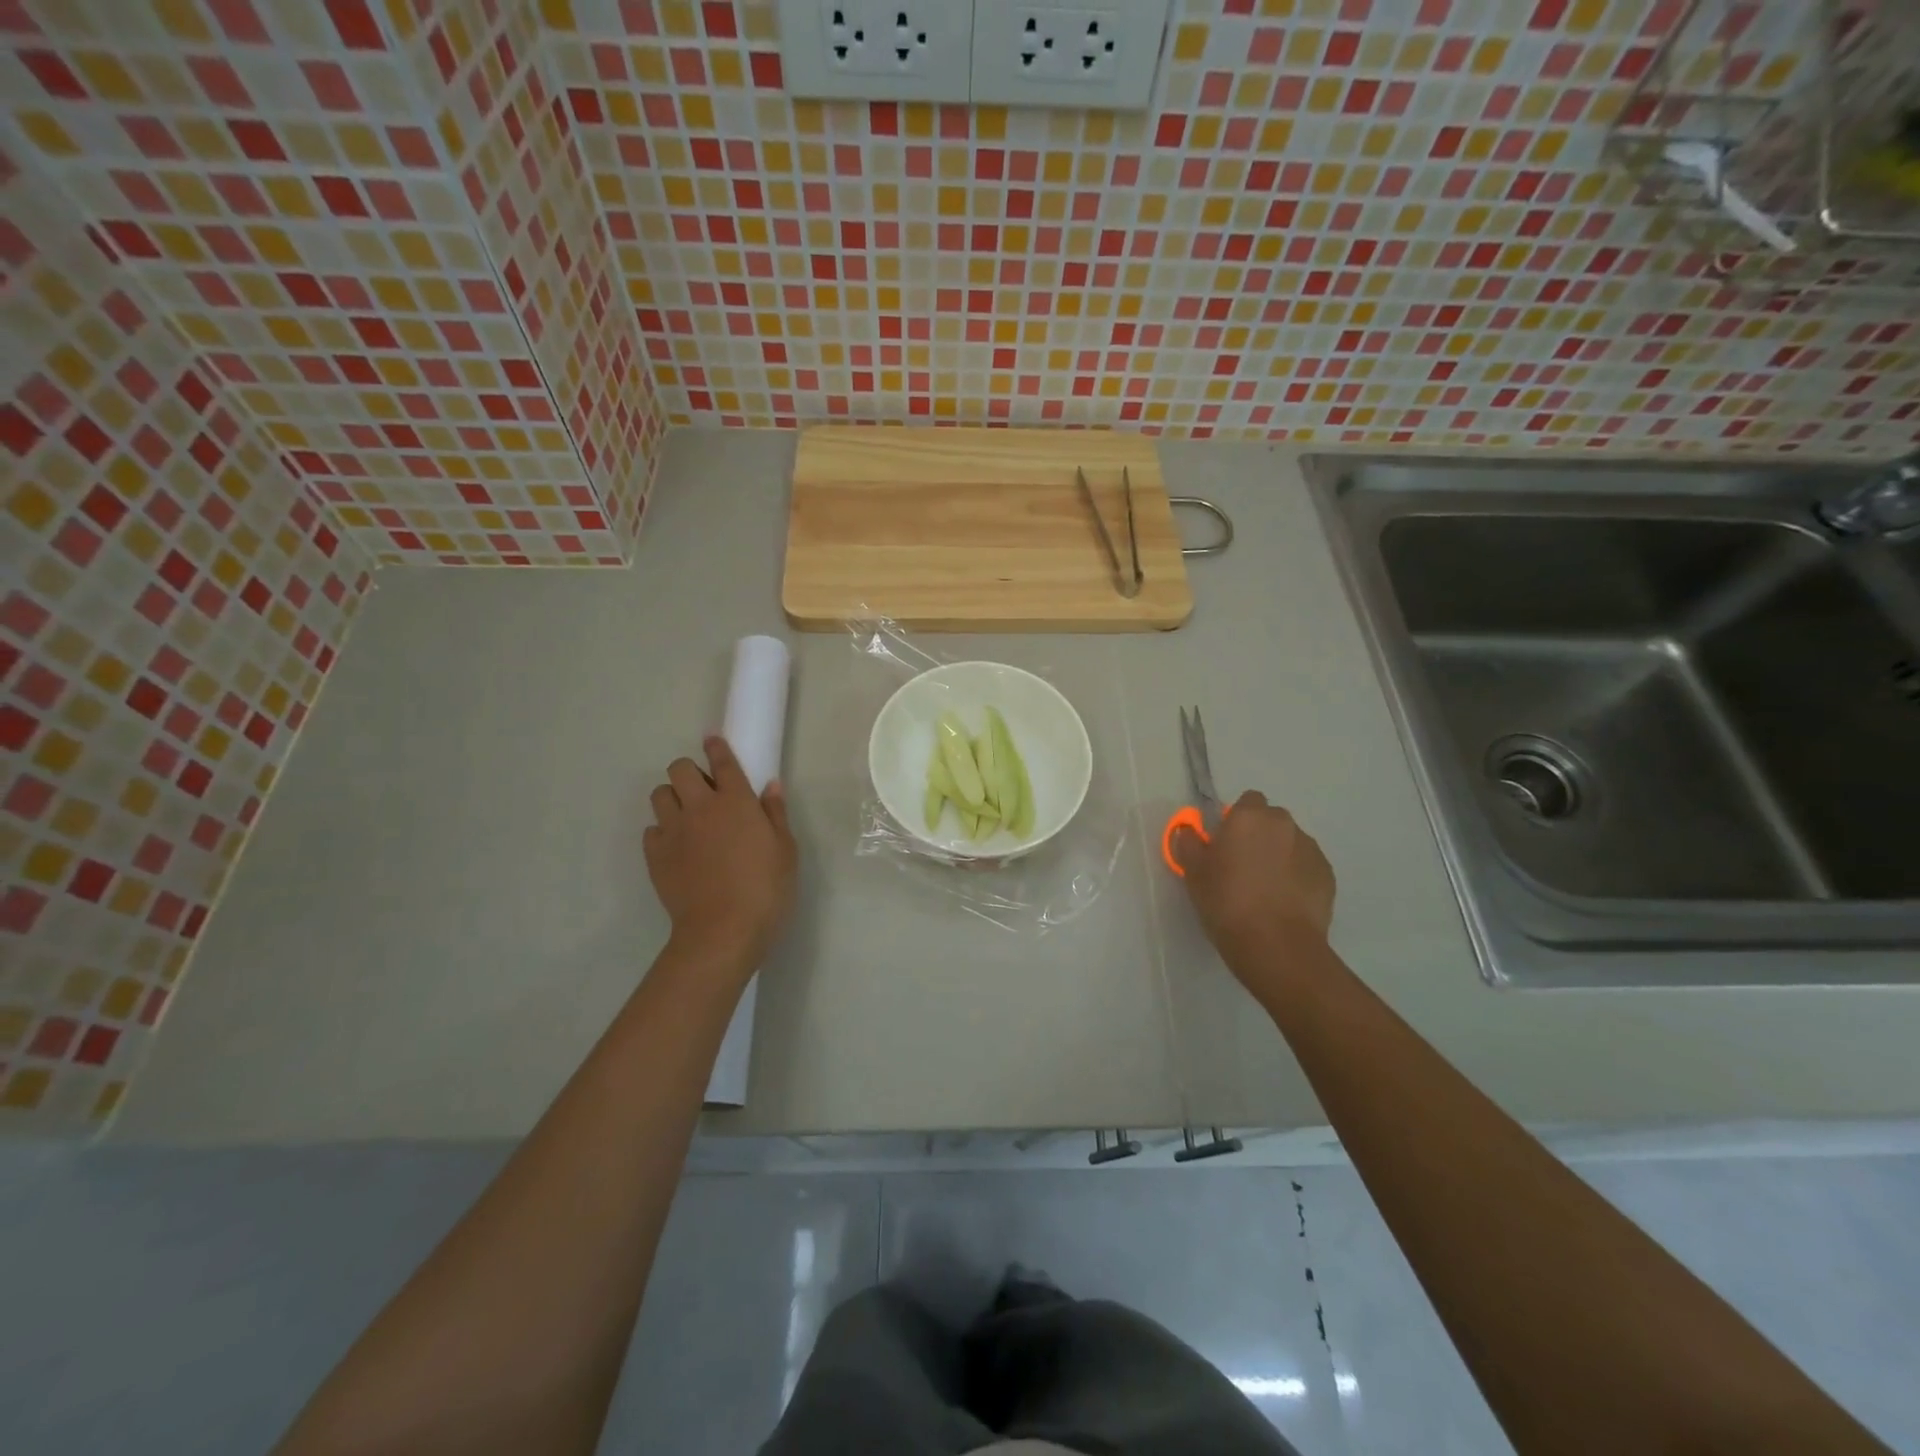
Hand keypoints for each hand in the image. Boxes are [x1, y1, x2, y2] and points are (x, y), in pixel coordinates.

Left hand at [644, 736, 797, 981]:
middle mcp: (701, 807)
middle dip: (689, 773)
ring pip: (660, 795)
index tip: (713, 742)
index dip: (716, 747)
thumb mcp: (786, 850)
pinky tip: (678, 847)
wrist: (723, 930)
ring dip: (673, 799)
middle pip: (680, 769)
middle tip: (704, 792)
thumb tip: (770, 785)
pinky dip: (663, 832)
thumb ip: (776, 814)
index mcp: (737, 801)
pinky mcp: (655, 855)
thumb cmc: (766, 889)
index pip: (722, 761)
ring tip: (687, 817)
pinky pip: (652, 830)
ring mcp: (674, 830)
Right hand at [1173, 791, 1335, 995]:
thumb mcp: (1194, 873)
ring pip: (1290, 844)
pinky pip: (1307, 867)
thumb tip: (1189, 830)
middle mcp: (1284, 824)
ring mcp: (1311, 849)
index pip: (1247, 801)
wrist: (1276, 945)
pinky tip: (1284, 903)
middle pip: (1271, 821)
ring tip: (1266, 890)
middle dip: (1259, 836)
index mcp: (1250, 817)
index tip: (1225, 844)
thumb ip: (1189, 843)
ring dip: (1279, 856)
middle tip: (1242, 867)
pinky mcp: (1328, 875)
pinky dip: (1297, 877)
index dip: (1236, 820)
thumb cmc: (1227, 902)